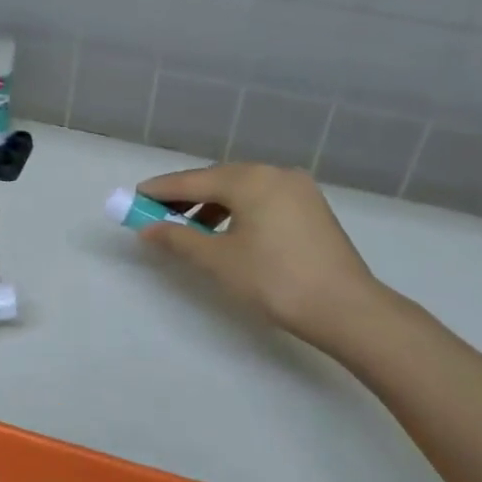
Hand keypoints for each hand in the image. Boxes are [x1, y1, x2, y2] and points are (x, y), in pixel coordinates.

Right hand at [135, 164, 388, 354]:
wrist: (346, 309)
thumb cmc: (275, 280)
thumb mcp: (219, 260)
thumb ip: (179, 239)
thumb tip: (147, 229)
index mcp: (250, 179)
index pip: (193, 180)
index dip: (161, 190)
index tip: (134, 197)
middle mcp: (274, 173)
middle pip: (218, 179)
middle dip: (186, 197)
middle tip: (158, 215)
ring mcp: (298, 188)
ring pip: (242, 189)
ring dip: (212, 205)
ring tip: (190, 229)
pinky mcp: (311, 207)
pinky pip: (262, 199)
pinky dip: (238, 210)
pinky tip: (227, 233)